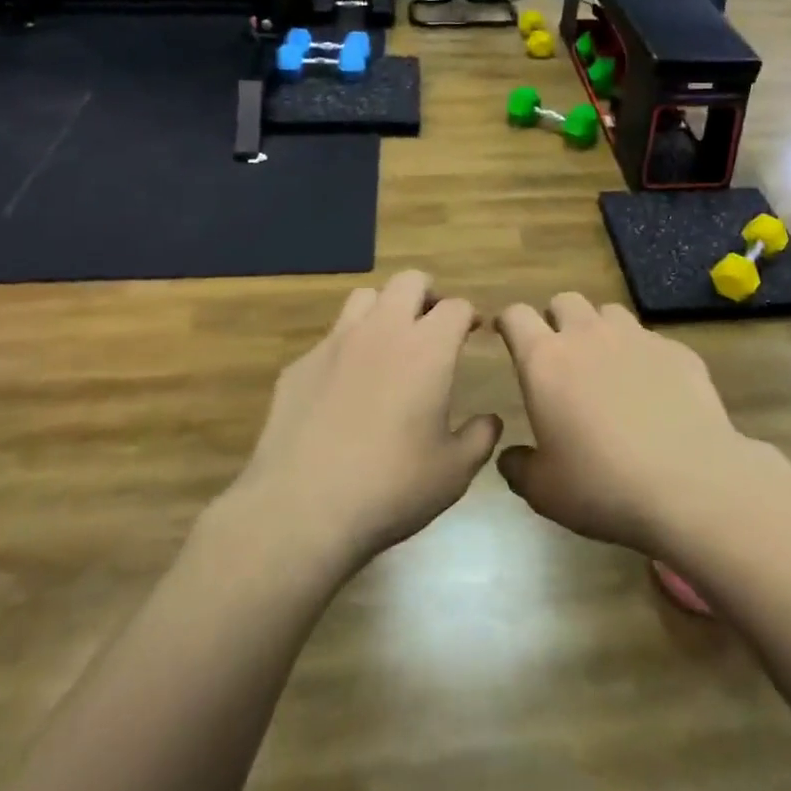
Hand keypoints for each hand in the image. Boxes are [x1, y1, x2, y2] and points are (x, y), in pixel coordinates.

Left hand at [229, 271, 500, 572]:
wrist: (301, 509)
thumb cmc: (391, 487)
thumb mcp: (454, 472)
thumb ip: (480, 438)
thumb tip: (490, 420)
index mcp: (427, 349)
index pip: (455, 306)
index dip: (468, 315)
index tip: (472, 332)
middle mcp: (382, 331)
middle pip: (408, 281)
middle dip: (427, 295)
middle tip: (432, 327)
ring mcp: (335, 344)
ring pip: (364, 298)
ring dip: (384, 310)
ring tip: (389, 344)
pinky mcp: (299, 366)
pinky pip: (330, 339)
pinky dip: (347, 349)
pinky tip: (345, 388)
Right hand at [494, 293, 782, 555]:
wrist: (691, 484)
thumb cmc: (604, 486)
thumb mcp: (545, 491)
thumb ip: (519, 467)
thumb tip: (511, 457)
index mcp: (545, 361)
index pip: (516, 316)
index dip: (508, 322)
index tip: (507, 335)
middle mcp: (588, 336)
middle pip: (564, 301)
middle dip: (557, 319)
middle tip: (561, 353)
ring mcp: (637, 337)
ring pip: (609, 312)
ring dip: (600, 330)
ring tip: (607, 365)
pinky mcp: (676, 350)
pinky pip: (651, 339)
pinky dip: (643, 355)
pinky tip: (654, 389)